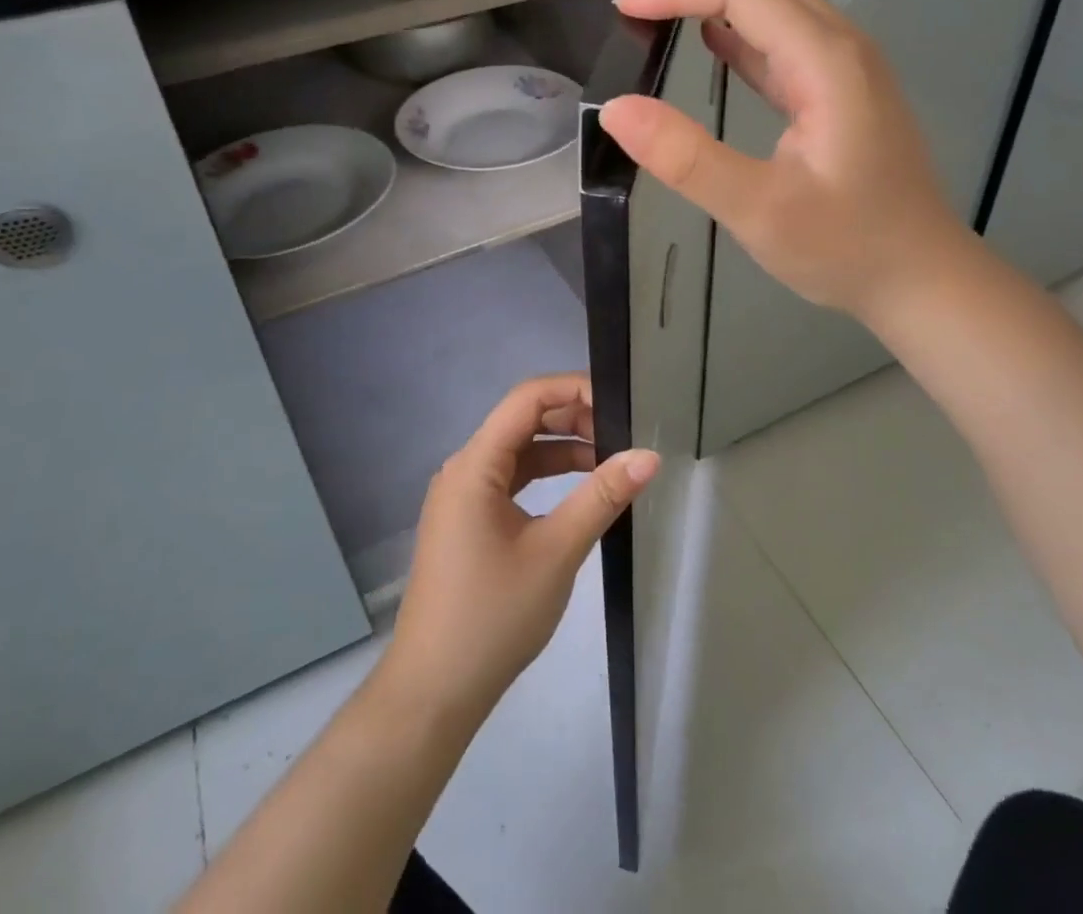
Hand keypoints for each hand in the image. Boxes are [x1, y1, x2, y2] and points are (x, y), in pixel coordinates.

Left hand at [383, 374, 658, 723]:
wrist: (433, 692)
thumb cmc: (493, 616)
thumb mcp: (556, 551)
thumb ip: (602, 496)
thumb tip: (649, 456)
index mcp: (475, 464)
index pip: (527, 398)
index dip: (574, 390)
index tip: (619, 405)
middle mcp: (464, 469)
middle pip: (522, 421)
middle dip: (573, 419)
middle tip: (623, 435)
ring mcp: (462, 496)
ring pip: (518, 451)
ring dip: (562, 449)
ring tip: (611, 461)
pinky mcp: (467, 522)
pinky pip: (510, 480)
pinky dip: (545, 477)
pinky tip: (579, 491)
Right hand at [600, 0, 969, 323]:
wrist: (921, 277)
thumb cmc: (845, 247)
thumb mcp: (758, 210)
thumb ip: (686, 158)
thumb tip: (615, 109)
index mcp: (826, 61)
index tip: (622, 4)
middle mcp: (840, 45)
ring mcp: (844, 66)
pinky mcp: (837, 90)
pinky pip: (782, 37)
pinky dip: (737, 26)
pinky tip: (707, 38)